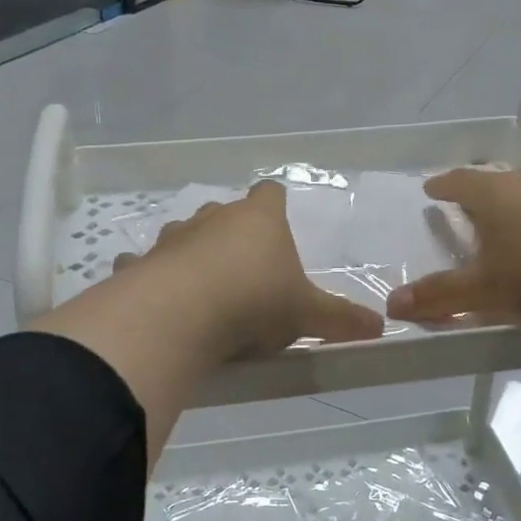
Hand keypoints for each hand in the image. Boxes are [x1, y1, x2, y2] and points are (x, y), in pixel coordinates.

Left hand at [117, 181, 383, 356]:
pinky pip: (143, 263)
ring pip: (183, 233)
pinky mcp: (140, 263)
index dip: (275, 205)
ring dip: (191, 253)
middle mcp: (214, 218)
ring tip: (201, 287)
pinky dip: (149, 275)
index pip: (270, 193)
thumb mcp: (306, 314)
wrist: (181, 315)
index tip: (278, 224)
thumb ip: (341, 319)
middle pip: (226, 213)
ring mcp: (173, 238)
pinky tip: (155, 298)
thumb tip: (381, 326)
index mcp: (258, 219)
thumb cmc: (254, 302)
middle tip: (245, 269)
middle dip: (233, 234)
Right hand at [386, 169, 520, 327]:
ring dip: (515, 211)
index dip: (442, 185)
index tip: (431, 188)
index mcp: (494, 194)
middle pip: (495, 183)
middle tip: (466, 212)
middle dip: (478, 196)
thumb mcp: (489, 291)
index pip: (458, 180)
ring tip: (509, 234)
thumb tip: (392, 303)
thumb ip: (441, 297)